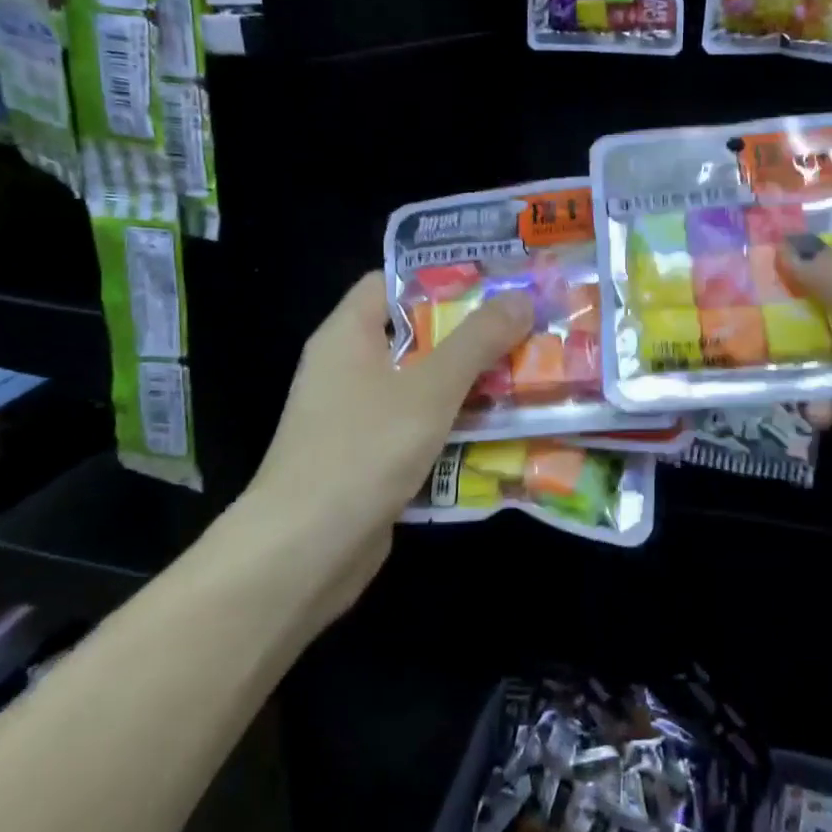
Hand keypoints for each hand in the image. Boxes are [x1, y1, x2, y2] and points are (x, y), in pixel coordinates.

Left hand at [244, 272, 532, 619]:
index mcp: (348, 336)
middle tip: (526, 328)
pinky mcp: (369, 461)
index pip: (390, 282)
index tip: (494, 281)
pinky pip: (418, 429)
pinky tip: (501, 431)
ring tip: (528, 374)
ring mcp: (356, 418)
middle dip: (470, 334)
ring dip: (469, 385)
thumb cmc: (362, 450)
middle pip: (414, 336)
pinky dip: (454, 427)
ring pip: (421, 386)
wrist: (303, 554)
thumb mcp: (430, 388)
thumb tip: (520, 297)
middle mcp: (347, 369)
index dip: (440, 277)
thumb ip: (477, 341)